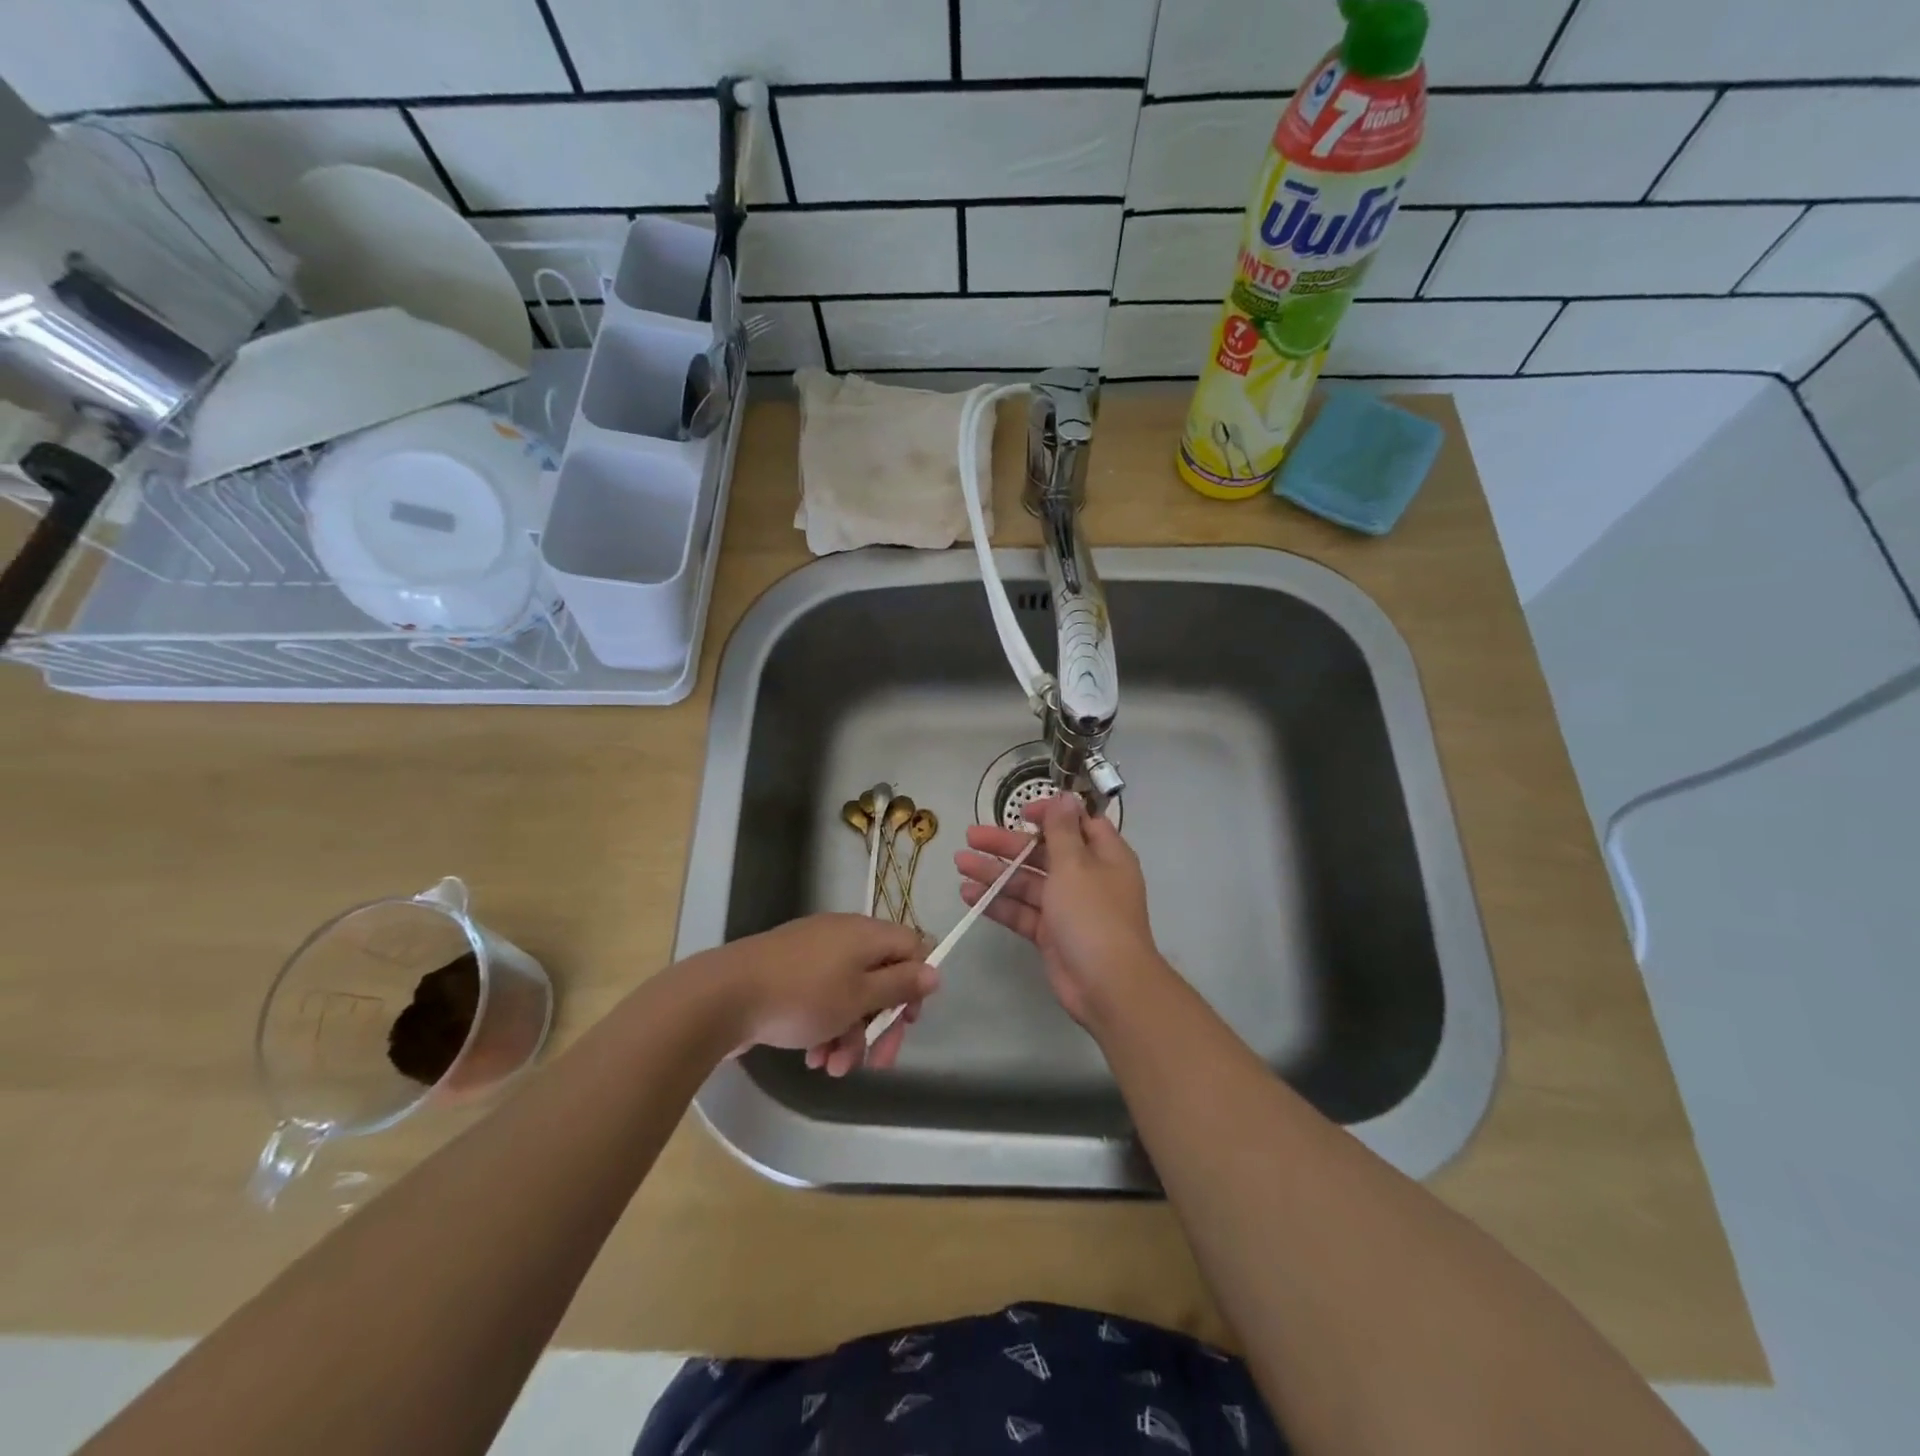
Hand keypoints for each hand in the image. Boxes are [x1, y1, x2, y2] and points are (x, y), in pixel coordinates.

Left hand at [699, 914, 937, 1076]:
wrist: (724, 996)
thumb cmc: (802, 996)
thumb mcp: (859, 996)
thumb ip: (900, 984)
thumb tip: (934, 971)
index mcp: (865, 934)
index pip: (911, 947)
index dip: (916, 984)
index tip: (907, 1019)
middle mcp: (843, 937)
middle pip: (880, 977)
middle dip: (879, 1024)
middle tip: (876, 1063)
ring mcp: (813, 953)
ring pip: (850, 994)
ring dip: (850, 1034)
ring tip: (832, 1068)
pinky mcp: (789, 973)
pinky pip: (822, 998)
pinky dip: (824, 1027)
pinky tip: (813, 1057)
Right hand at [955, 795, 1166, 1027]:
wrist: (1107, 985)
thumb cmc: (1093, 915)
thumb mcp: (1076, 865)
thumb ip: (1062, 830)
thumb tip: (1066, 796)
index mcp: (1104, 856)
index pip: (1077, 824)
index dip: (1050, 815)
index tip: (1021, 812)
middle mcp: (1087, 878)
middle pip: (1044, 853)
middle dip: (1008, 844)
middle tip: (971, 835)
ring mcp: (1068, 908)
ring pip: (1028, 882)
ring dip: (995, 872)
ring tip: (960, 862)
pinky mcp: (1051, 934)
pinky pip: (1022, 912)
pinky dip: (998, 903)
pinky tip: (969, 895)